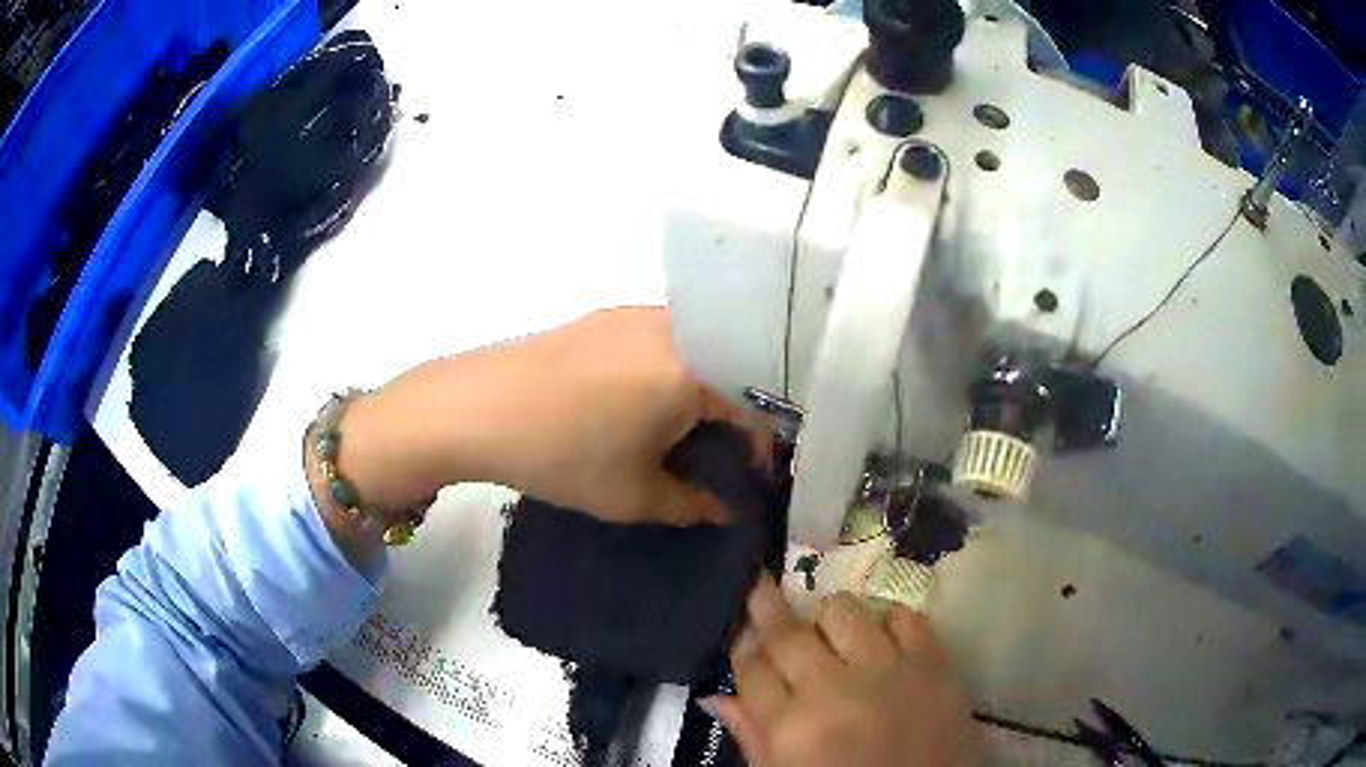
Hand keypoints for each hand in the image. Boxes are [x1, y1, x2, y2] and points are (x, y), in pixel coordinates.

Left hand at [329, 307, 756, 529]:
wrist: (476, 408)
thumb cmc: (562, 456)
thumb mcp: (633, 497)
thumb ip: (693, 505)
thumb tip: (726, 509)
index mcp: (694, 369)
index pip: (756, 406)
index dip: (759, 447)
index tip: (745, 477)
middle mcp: (676, 328)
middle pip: (732, 368)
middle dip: (734, 415)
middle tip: (711, 453)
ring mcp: (637, 314)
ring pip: (698, 348)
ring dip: (703, 388)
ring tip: (677, 428)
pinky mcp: (606, 315)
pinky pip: (663, 338)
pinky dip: (672, 368)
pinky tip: (640, 400)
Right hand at [706, 578, 978, 766]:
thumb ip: (752, 737)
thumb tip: (715, 697)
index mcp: (790, 730)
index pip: (750, 670)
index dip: (740, 644)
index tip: (740, 627)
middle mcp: (833, 692)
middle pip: (788, 634)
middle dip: (765, 604)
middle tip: (759, 583)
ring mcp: (887, 672)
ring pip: (843, 612)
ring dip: (828, 616)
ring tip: (830, 631)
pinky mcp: (933, 663)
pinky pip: (903, 615)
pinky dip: (887, 619)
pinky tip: (882, 637)